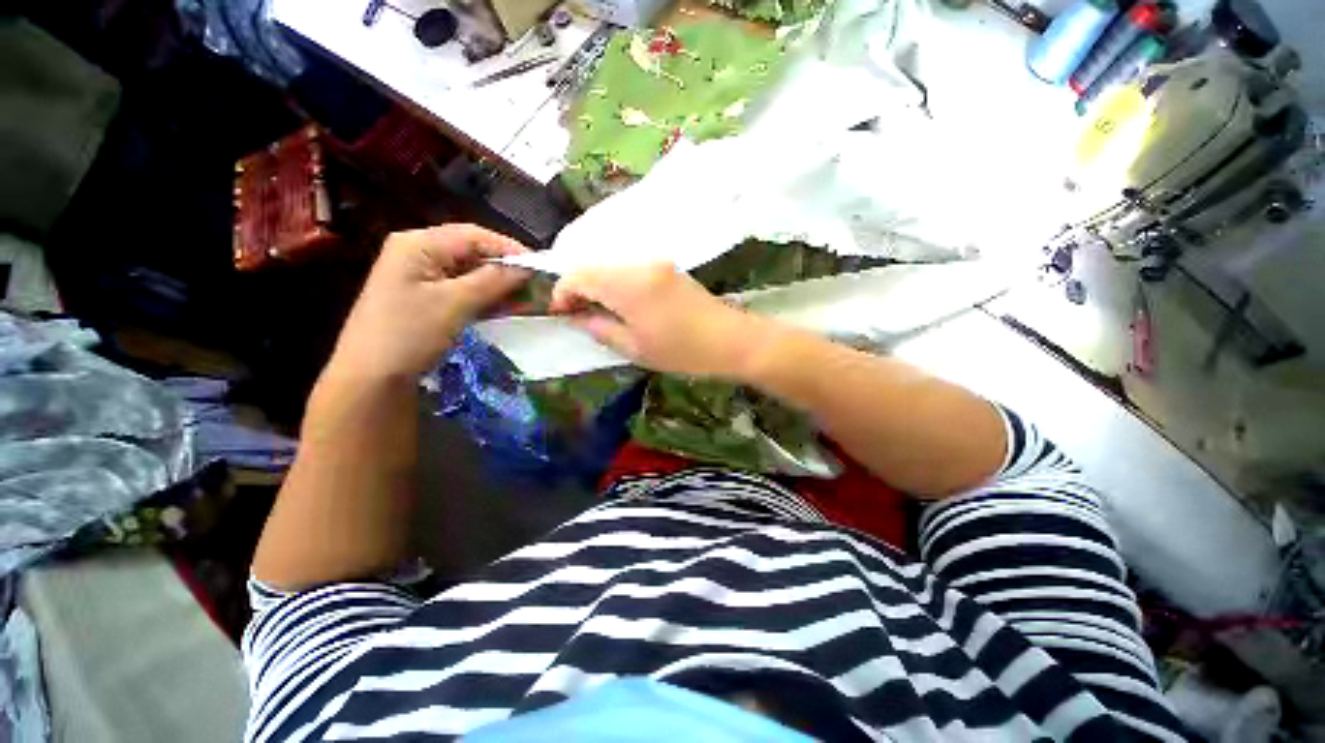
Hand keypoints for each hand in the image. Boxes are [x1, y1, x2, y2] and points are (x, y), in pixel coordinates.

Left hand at [329, 224, 528, 379]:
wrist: (372, 377)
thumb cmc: (410, 333)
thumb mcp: (455, 303)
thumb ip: (493, 280)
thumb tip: (527, 267)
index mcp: (419, 244)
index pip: (474, 235)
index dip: (509, 249)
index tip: (540, 267)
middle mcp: (419, 252)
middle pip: (473, 252)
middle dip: (506, 268)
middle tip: (536, 284)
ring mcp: (421, 276)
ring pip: (470, 272)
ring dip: (499, 284)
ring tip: (527, 298)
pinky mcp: (426, 297)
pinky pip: (463, 289)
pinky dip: (486, 296)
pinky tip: (506, 307)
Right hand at [549, 264, 764, 377]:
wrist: (730, 339)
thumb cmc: (682, 351)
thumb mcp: (635, 348)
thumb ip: (601, 329)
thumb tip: (578, 317)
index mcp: (628, 285)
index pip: (579, 275)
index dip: (563, 292)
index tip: (561, 313)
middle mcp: (639, 264)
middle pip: (594, 265)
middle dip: (579, 286)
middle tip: (579, 313)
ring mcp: (656, 262)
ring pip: (611, 264)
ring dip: (598, 283)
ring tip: (599, 309)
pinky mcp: (667, 266)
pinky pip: (630, 267)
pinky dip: (617, 280)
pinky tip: (621, 301)